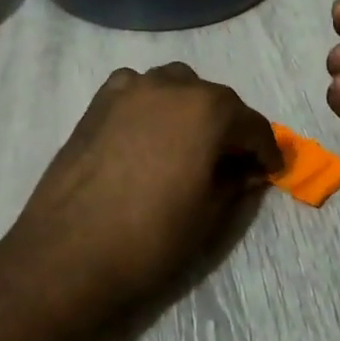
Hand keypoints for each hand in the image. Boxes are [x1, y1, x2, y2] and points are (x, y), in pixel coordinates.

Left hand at [2, 63, 283, 321]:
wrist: (69, 254)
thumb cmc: (151, 238)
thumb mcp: (209, 214)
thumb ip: (236, 182)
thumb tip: (249, 170)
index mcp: (209, 110)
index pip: (252, 125)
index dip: (266, 151)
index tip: (269, 171)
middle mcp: (171, 86)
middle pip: (215, 99)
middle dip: (229, 127)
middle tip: (232, 162)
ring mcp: (129, 90)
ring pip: (175, 86)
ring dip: (190, 109)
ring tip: (188, 144)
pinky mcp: (97, 104)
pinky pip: (135, 90)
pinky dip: (150, 103)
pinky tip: (146, 132)